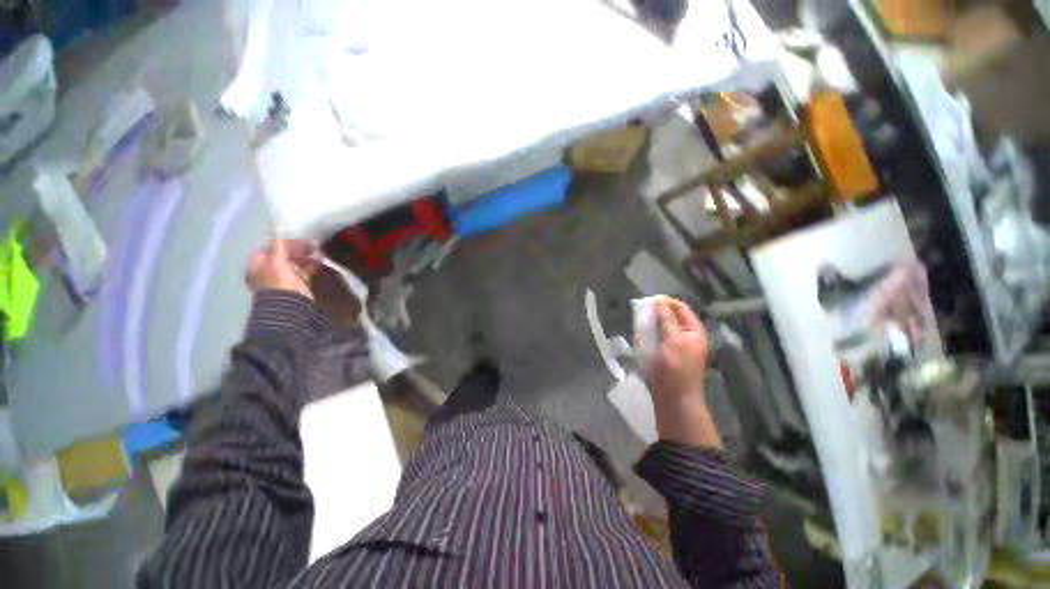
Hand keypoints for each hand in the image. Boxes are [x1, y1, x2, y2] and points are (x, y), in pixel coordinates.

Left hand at [245, 239, 318, 299]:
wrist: (290, 306)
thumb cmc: (279, 282)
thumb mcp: (276, 260)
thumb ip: (278, 243)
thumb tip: (276, 223)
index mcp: (257, 265)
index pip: (271, 247)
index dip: (286, 242)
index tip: (302, 240)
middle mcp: (267, 271)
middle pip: (283, 255)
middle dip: (298, 250)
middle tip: (314, 247)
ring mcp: (282, 280)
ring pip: (294, 263)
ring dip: (306, 258)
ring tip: (318, 256)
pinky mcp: (295, 286)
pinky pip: (302, 272)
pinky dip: (309, 267)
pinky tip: (318, 265)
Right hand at [643, 298, 720, 448]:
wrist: (674, 398)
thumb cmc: (676, 368)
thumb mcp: (673, 341)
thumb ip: (667, 320)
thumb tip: (659, 301)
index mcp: (693, 331)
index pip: (680, 308)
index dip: (666, 302)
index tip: (649, 301)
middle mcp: (685, 336)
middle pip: (669, 317)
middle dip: (655, 315)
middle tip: (642, 316)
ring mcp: (674, 345)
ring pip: (660, 328)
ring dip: (649, 326)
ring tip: (640, 328)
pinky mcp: (664, 354)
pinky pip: (654, 339)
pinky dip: (647, 337)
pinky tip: (640, 340)